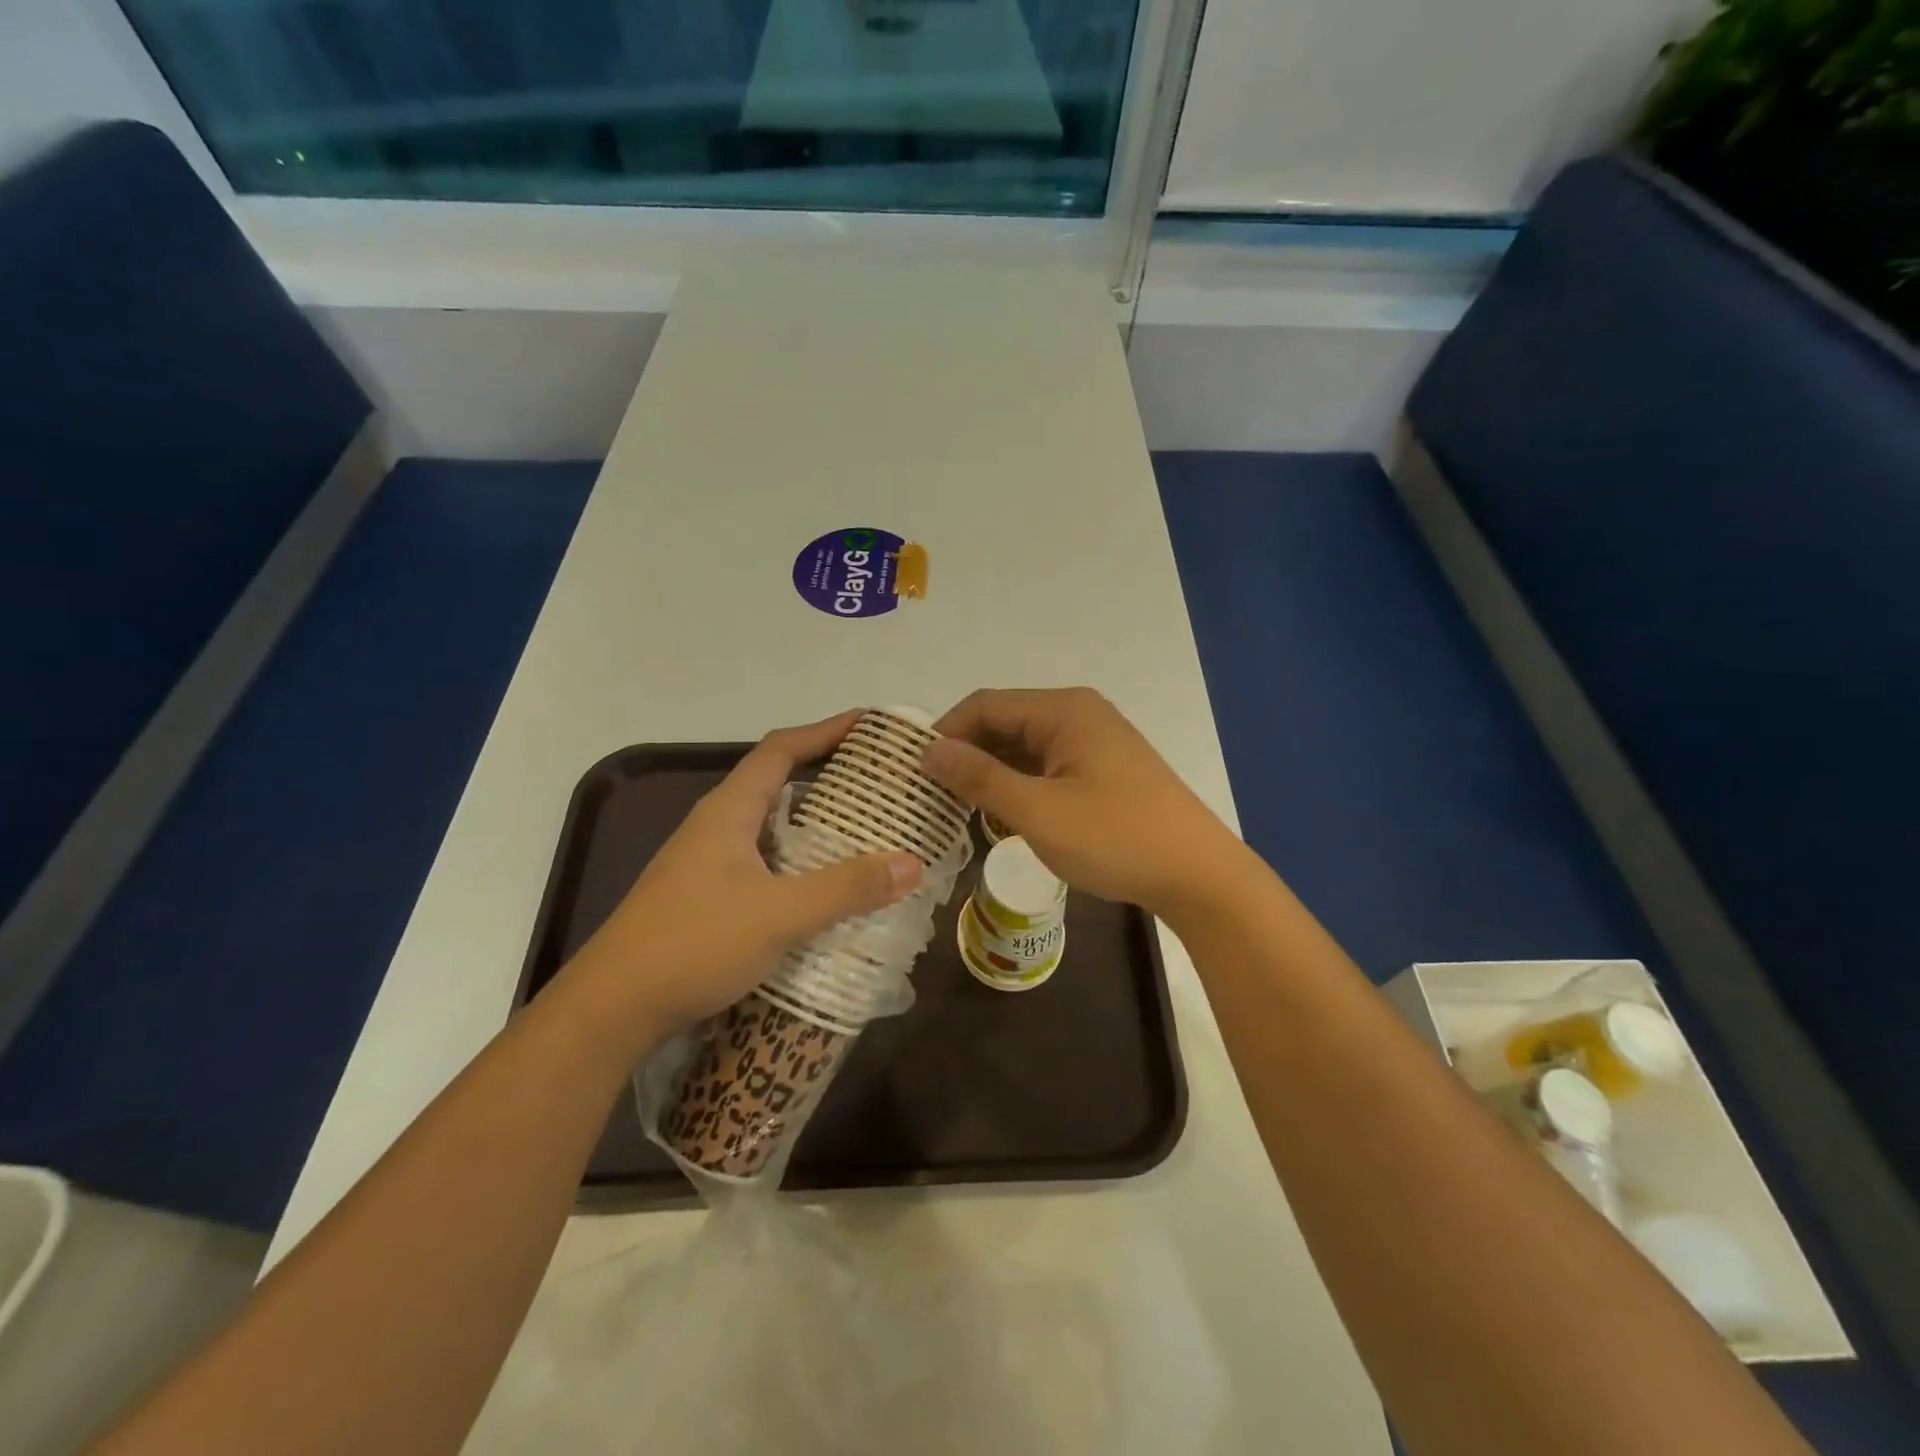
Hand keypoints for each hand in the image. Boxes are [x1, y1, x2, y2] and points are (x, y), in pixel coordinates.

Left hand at [561, 712, 922, 1045]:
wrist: (612, 1008)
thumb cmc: (694, 943)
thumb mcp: (779, 914)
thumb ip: (845, 888)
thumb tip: (912, 863)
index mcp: (729, 811)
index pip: (780, 750)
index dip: (825, 731)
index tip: (869, 727)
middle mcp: (716, 826)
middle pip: (777, 783)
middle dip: (827, 776)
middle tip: (878, 784)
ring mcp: (707, 863)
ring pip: (770, 827)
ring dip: (813, 823)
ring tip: (863, 831)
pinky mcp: (706, 897)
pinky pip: (764, 861)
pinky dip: (798, 861)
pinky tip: (822, 887)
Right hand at [924, 688, 1252, 922]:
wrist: (1198, 875)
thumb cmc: (1115, 839)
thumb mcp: (1038, 811)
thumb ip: (980, 777)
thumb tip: (929, 750)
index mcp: (1063, 710)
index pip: (985, 705)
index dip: (945, 733)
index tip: (913, 771)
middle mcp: (1079, 714)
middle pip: (1005, 722)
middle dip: (967, 754)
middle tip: (931, 794)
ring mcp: (1095, 742)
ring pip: (1025, 747)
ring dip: (992, 772)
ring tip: (958, 808)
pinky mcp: (1104, 769)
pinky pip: (1048, 766)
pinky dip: (1020, 784)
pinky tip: (1003, 814)